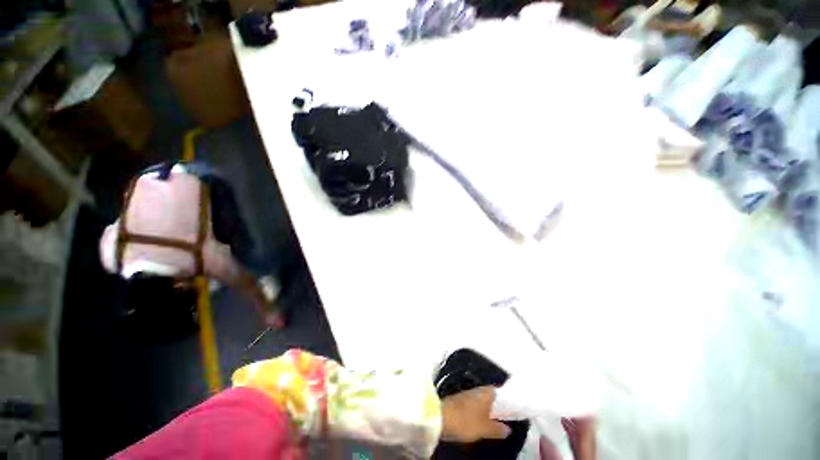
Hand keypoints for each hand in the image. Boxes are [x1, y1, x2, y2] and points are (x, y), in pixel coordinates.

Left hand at [440, 386, 510, 442]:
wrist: (440, 418)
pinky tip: (480, 419)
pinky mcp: (459, 401)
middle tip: (505, 415)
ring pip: (481, 400)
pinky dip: (478, 411)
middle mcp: (476, 390)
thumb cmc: (466, 421)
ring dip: (487, 408)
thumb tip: (509, 429)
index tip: (512, 406)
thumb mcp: (484, 428)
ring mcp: (466, 394)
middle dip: (496, 404)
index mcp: (485, 392)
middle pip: (489, 395)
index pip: (498, 390)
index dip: (505, 398)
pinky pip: (473, 404)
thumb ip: (497, 429)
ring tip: (494, 419)